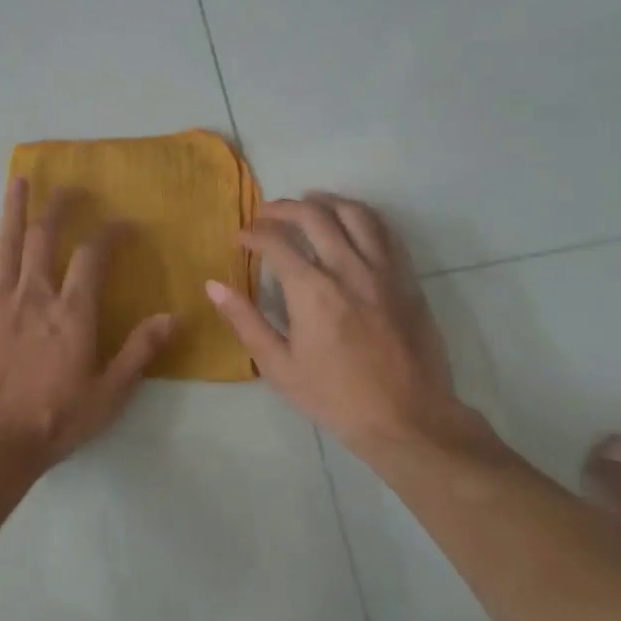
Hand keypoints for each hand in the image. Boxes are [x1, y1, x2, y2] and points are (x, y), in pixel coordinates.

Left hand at [0, 177, 176, 470]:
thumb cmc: (54, 420)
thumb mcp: (109, 394)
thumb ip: (139, 352)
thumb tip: (172, 316)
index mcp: (72, 312)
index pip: (93, 256)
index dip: (109, 234)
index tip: (123, 224)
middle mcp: (36, 294)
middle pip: (45, 237)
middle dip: (59, 208)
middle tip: (69, 188)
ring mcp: (0, 300)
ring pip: (8, 243)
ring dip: (14, 208)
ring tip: (19, 179)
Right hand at [206, 193, 467, 460]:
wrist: (407, 418)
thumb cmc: (335, 397)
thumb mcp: (279, 367)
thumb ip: (245, 321)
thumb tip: (213, 285)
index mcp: (312, 291)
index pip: (276, 241)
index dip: (253, 233)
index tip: (241, 238)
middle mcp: (348, 269)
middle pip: (314, 215)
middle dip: (283, 208)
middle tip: (266, 214)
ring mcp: (383, 270)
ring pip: (354, 213)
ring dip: (326, 201)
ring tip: (308, 203)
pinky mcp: (406, 278)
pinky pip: (386, 231)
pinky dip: (363, 216)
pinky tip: (350, 221)